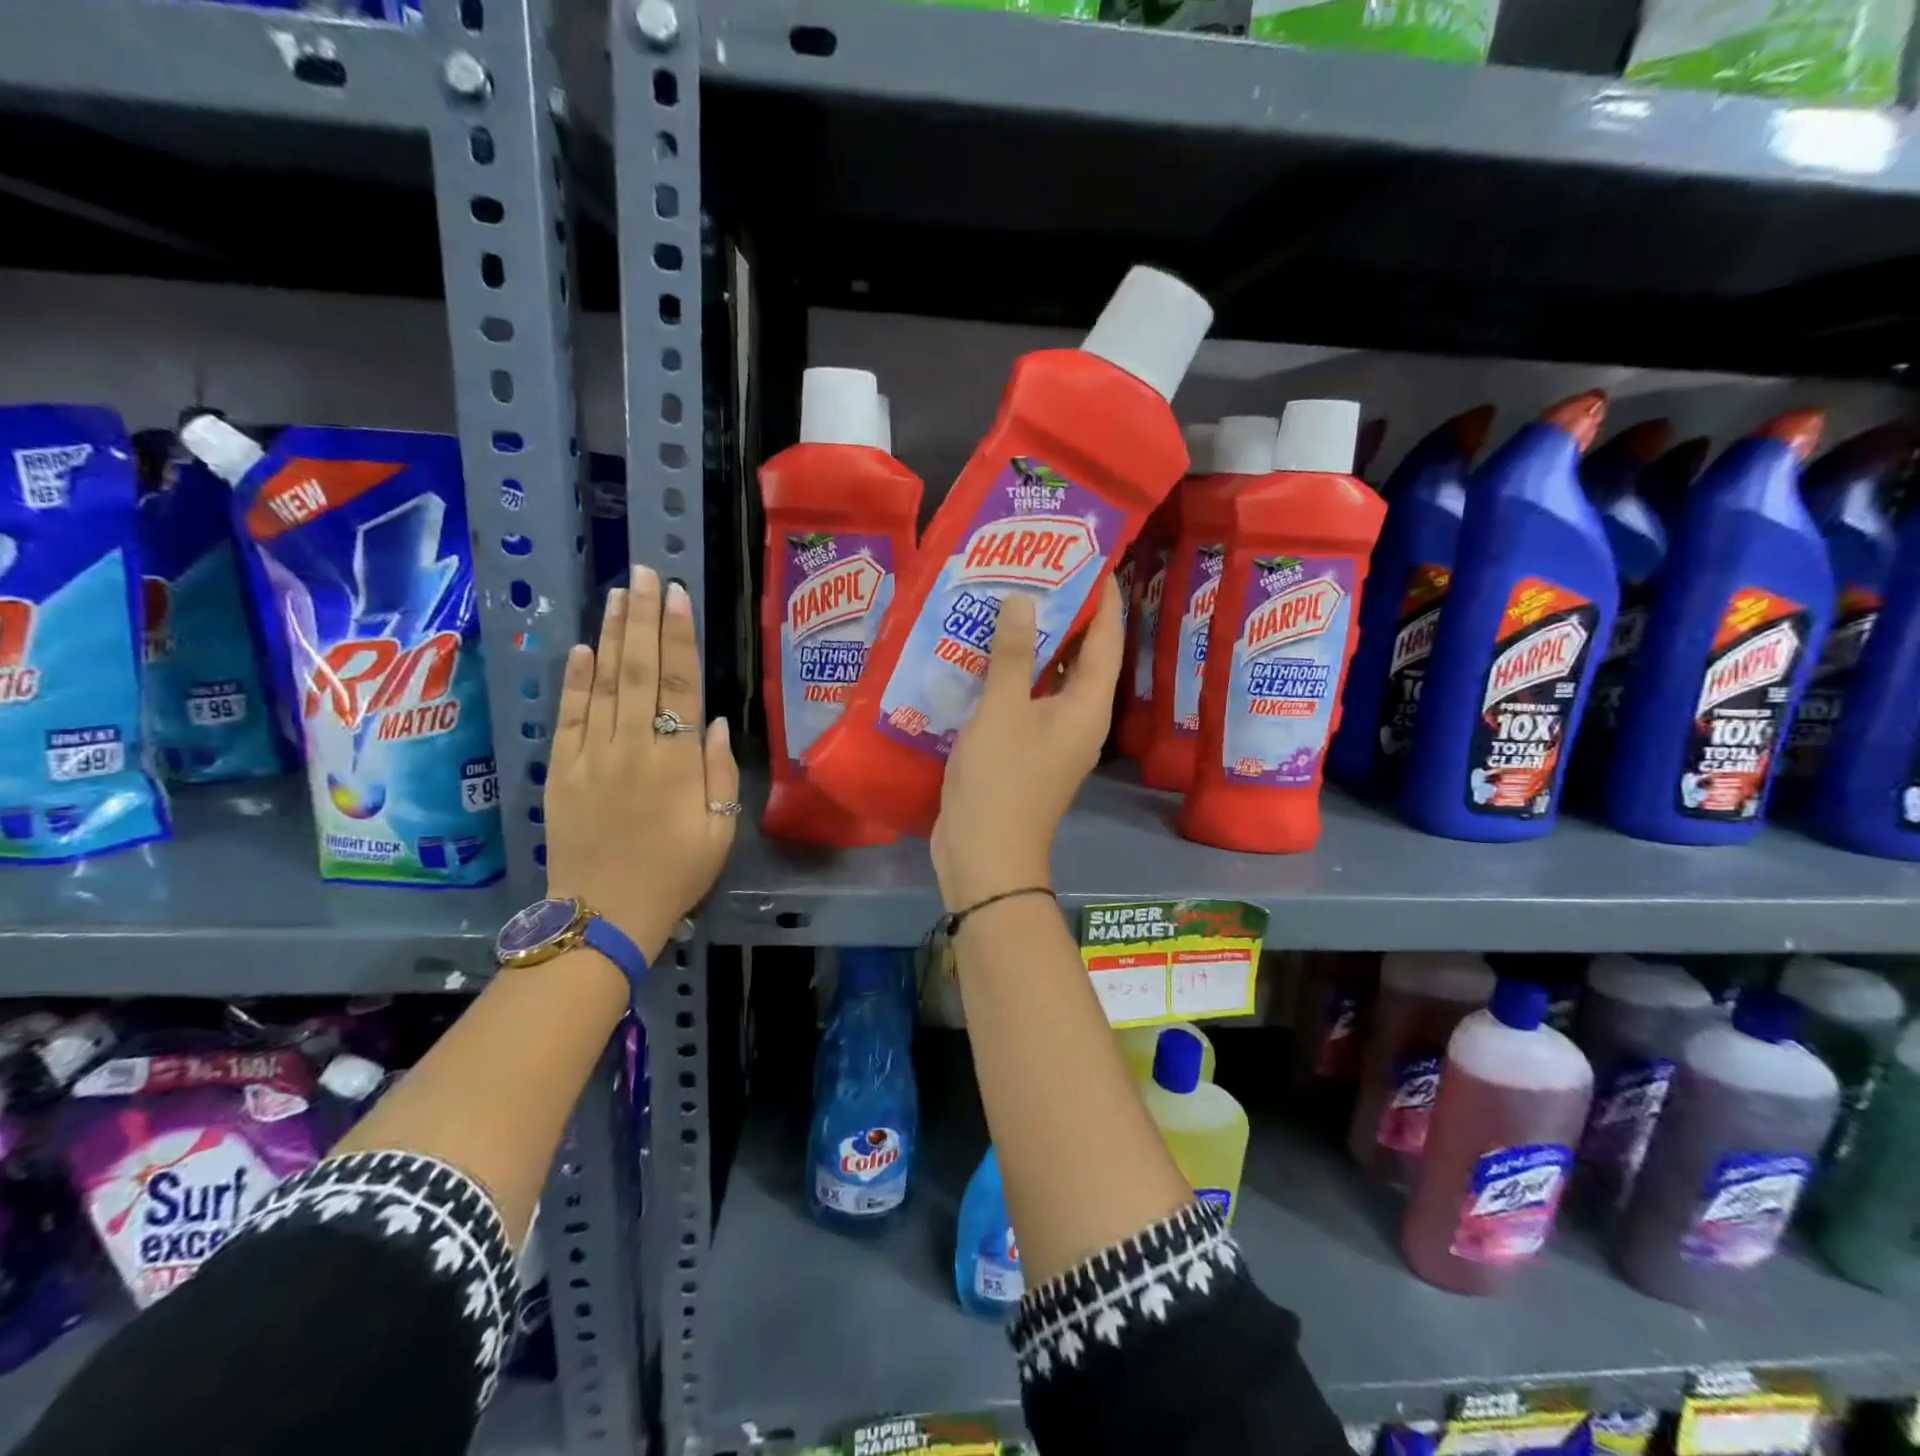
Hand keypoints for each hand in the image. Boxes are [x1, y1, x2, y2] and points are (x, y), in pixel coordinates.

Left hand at [543, 567, 739, 961]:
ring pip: (603, 684)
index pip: (678, 686)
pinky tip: (583, 648)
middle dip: (644, 618)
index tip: (677, 596)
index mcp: (676, 763)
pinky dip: (575, 680)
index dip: (678, 638)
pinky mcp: (561, 771)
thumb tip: (718, 721)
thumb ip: (720, 772)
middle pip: (638, 671)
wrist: (604, 916)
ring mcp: (591, 757)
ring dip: (612, 635)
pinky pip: (569, 717)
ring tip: (619, 593)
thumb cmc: (675, 874)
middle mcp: (633, 748)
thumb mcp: (719, 830)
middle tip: (645, 572)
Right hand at [931, 574, 1123, 911]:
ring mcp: (1053, 737)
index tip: (1089, 558)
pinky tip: (986, 653)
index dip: (1103, 599)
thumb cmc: (1000, 780)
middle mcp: (1080, 719)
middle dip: (1066, 614)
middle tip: (1039, 571)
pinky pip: (1028, 700)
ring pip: (1052, 678)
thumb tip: (1024, 600)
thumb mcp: (1003, 711)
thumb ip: (1012, 654)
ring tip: (1011, 601)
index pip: (1106, 640)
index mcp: (1088, 706)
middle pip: (1082, 656)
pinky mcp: (1027, 751)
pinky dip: (1015, 675)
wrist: (985, 856)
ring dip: (1036, 644)